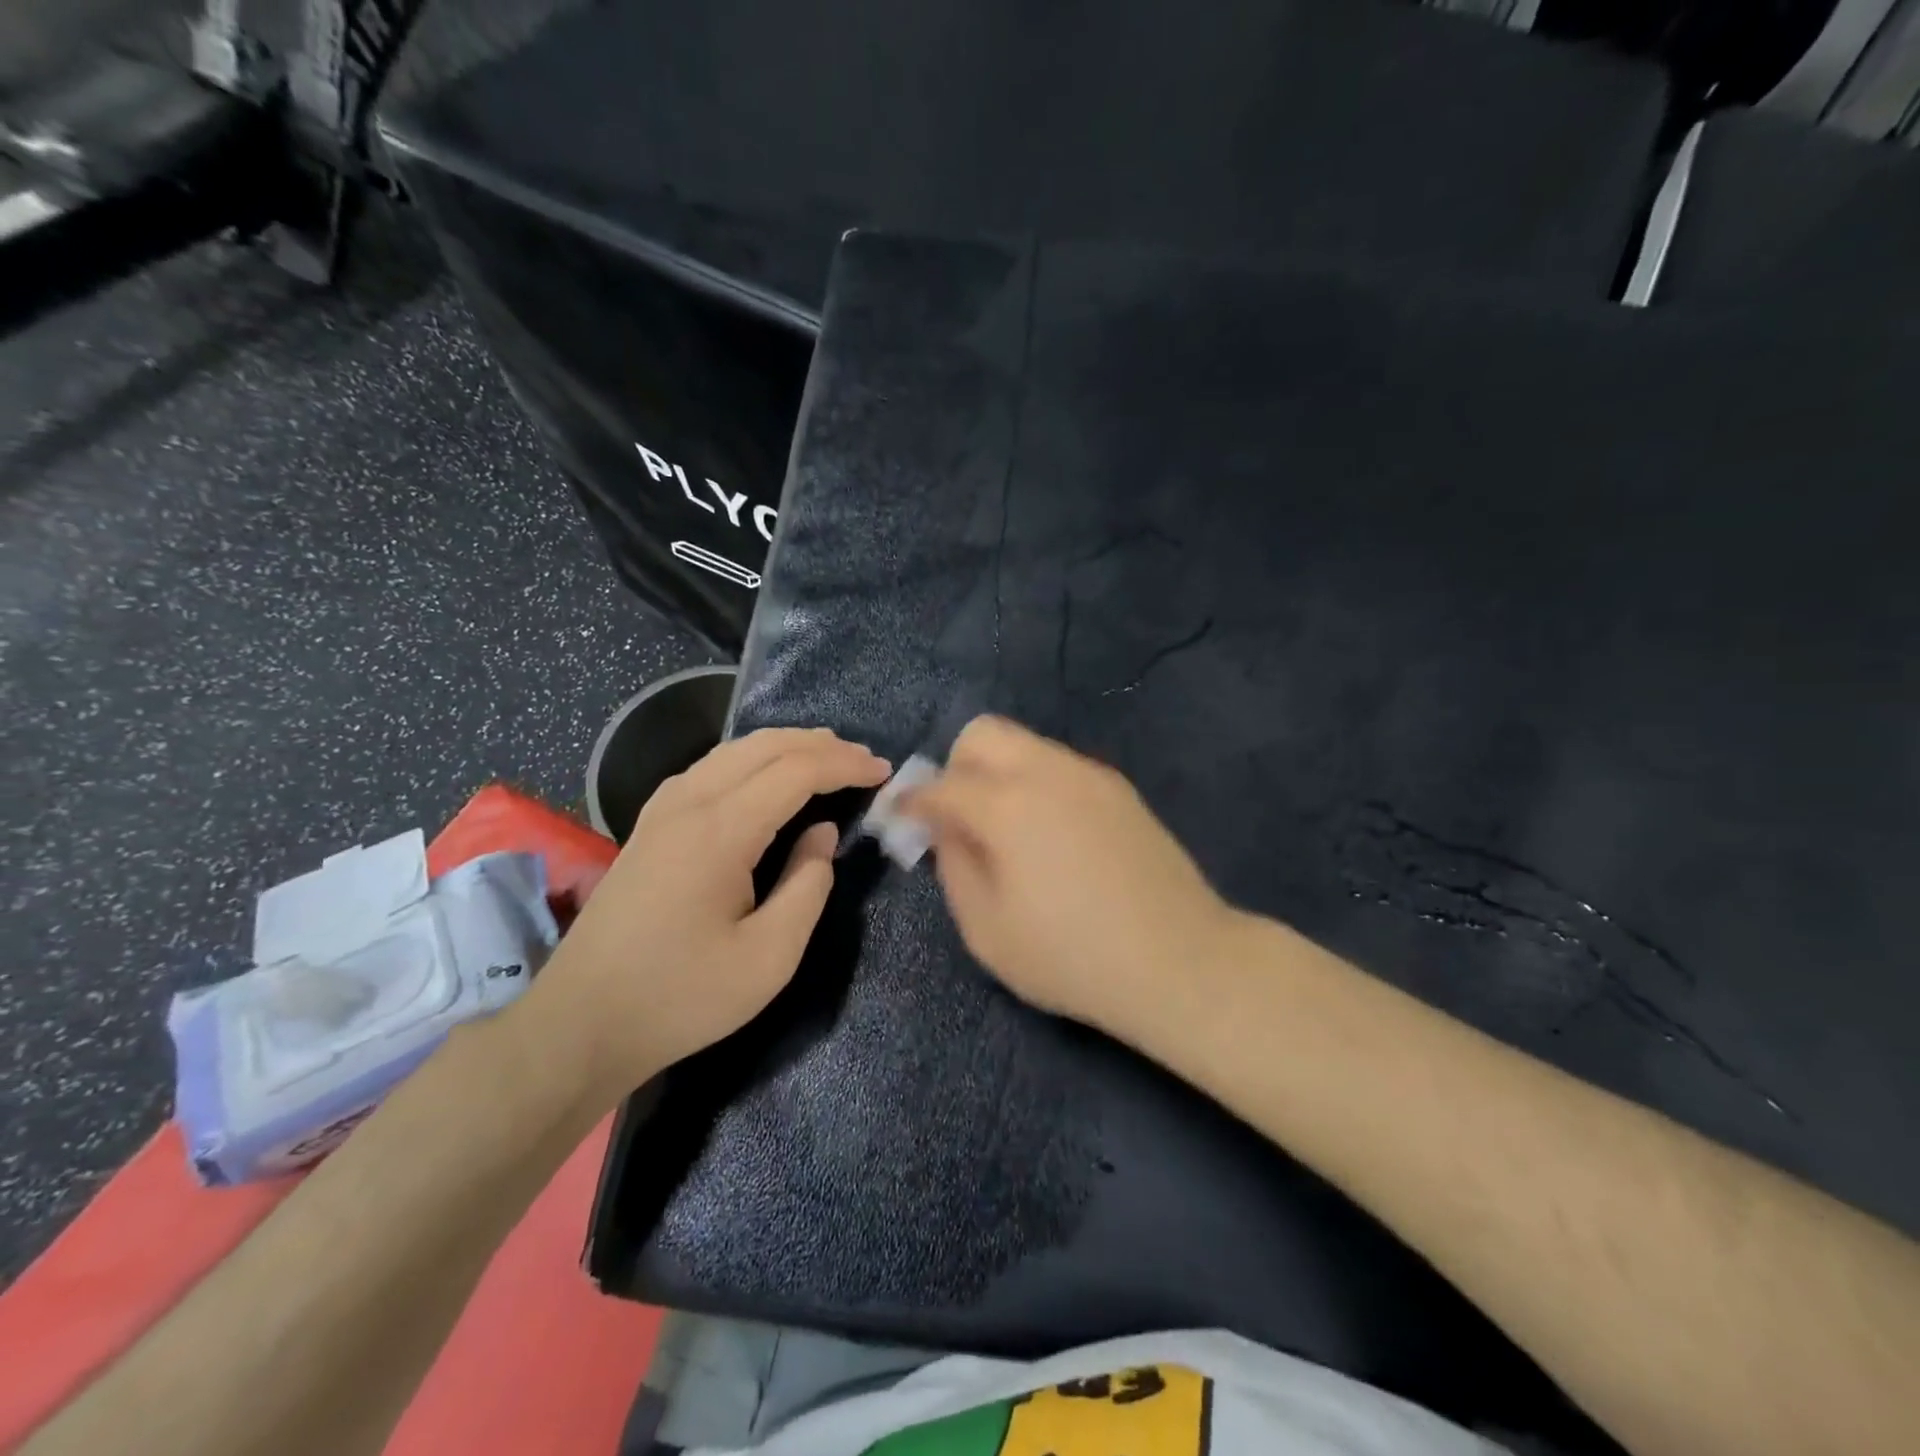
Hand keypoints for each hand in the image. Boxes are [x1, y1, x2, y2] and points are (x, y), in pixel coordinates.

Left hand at [527, 727, 889, 1100]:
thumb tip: (821, 832)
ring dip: (784, 745)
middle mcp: (688, 803)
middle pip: (764, 746)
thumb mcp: (769, 958)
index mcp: (720, 831)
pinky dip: (750, 759)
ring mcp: (662, 811)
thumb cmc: (682, 997)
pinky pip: (709, 768)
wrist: (581, 1023)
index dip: (844, 765)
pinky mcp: (649, 826)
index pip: (795, 771)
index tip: (883, 772)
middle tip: (864, 760)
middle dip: (820, 745)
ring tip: (825, 756)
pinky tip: (763, 776)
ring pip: (732, 751)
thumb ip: (808, 886)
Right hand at [900, 716, 1236, 1036]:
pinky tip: (1051, 836)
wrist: (1180, 960)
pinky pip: (1060, 767)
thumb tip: (946, 829)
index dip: (911, 802)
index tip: (900, 818)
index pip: (941, 785)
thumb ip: (955, 867)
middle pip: (984, 734)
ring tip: (1006, 831)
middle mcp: (1048, 771)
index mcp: (1007, 804)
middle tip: (958, 817)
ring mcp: (1090, 776)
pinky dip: (1036, 785)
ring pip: (1025, 746)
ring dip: (999, 774)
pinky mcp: (1119, 790)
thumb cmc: (1071, 956)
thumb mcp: (988, 929)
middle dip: (956, 767)